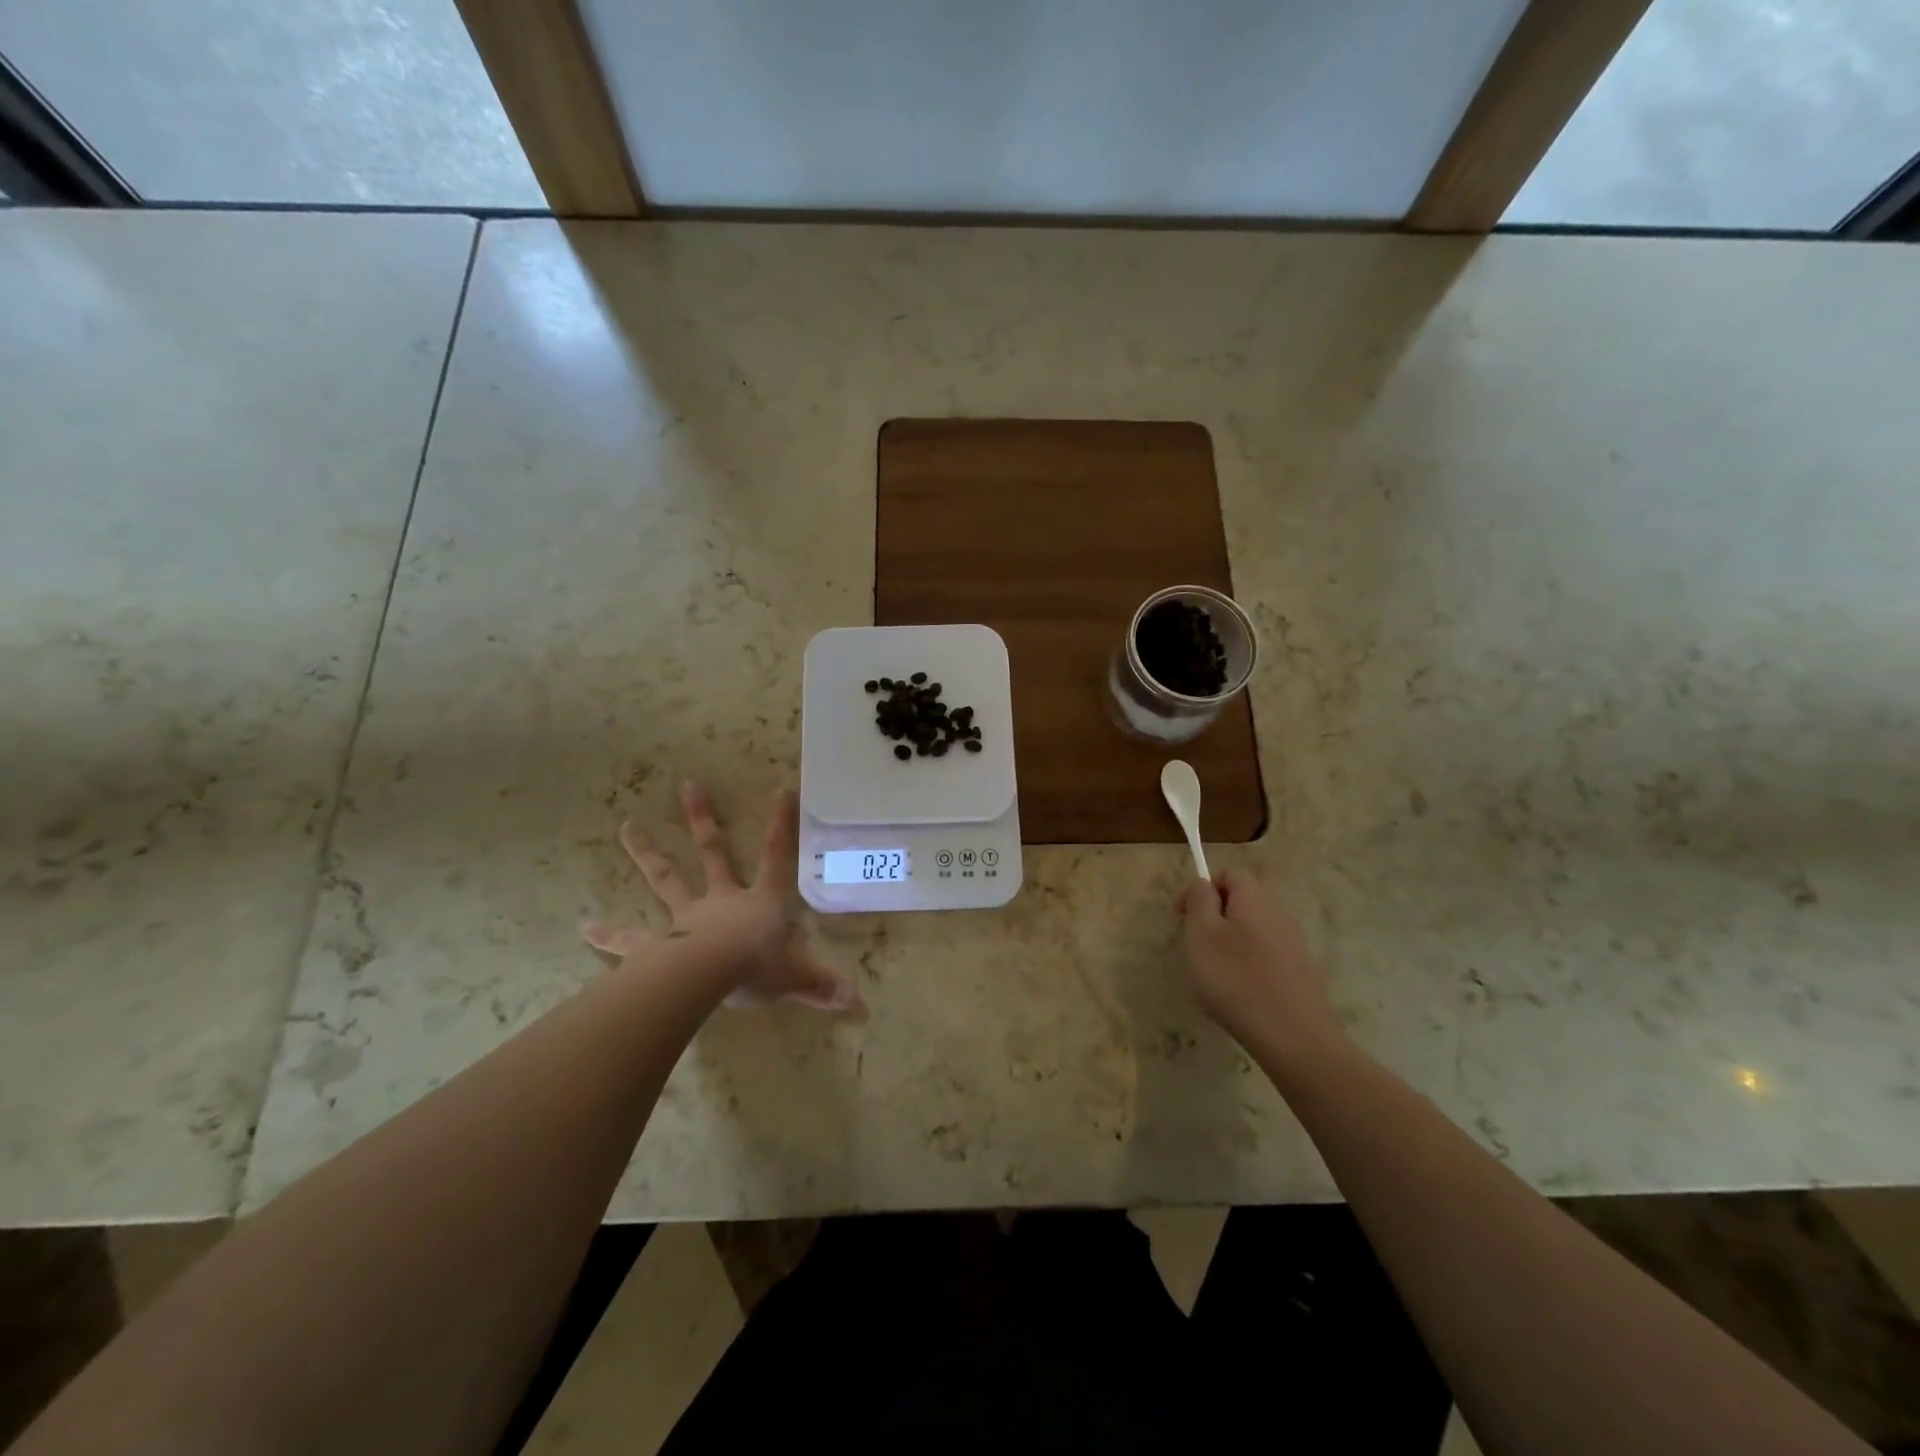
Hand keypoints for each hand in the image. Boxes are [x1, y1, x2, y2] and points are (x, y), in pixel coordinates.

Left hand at [583, 783, 856, 1010]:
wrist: (706, 978)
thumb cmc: (755, 970)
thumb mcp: (795, 978)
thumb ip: (821, 986)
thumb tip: (857, 1002)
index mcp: (760, 902)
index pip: (777, 857)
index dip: (781, 825)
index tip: (783, 791)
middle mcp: (722, 900)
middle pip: (713, 852)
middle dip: (702, 819)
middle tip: (687, 785)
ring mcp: (686, 918)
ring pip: (665, 878)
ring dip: (646, 853)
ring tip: (625, 827)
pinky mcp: (656, 945)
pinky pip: (631, 939)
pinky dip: (609, 934)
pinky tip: (585, 926)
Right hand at [1176, 869, 1342, 1067]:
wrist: (1294, 1037)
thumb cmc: (1236, 979)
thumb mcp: (1202, 934)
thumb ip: (1199, 901)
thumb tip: (1204, 884)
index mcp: (1254, 898)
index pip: (1229, 874)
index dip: (1202, 888)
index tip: (1182, 916)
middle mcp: (1279, 914)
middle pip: (1242, 902)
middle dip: (1215, 917)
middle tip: (1195, 946)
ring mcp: (1294, 945)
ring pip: (1253, 931)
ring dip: (1230, 943)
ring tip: (1215, 974)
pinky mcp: (1301, 973)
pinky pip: (1267, 957)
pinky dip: (1248, 966)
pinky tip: (1240, 993)